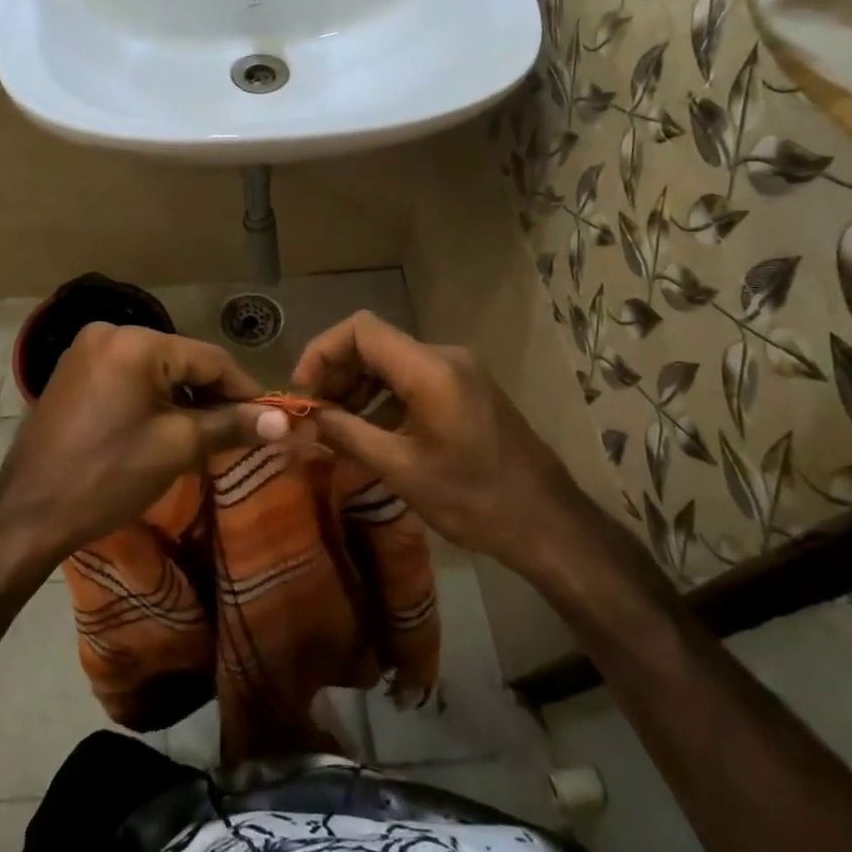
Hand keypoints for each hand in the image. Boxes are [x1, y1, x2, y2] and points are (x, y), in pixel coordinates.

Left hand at [0, 324, 285, 570]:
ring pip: (156, 369)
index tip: (271, 418)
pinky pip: (130, 377)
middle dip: (213, 395)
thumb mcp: (177, 447)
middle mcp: (109, 332)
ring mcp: (86, 351)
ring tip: (207, 434)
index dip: (245, 390)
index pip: (210, 358)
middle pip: (182, 360)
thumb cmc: (107, 476)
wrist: (28, 513)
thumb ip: (232, 425)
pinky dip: (154, 398)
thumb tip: (285, 420)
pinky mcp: (74, 372)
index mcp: (136, 342)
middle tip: (240, 431)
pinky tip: (167, 426)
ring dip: (184, 398)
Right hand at [291, 312, 591, 571]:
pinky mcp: (467, 388)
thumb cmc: (473, 498)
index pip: (361, 330)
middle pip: (375, 343)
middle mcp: (445, 357)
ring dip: (359, 387)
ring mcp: (460, 371)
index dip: (322, 352)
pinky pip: (414, 378)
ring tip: (337, 427)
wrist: (547, 521)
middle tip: (315, 414)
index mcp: (430, 369)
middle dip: (337, 372)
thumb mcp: (401, 470)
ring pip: (392, 361)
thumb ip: (348, 434)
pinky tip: (370, 431)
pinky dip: (384, 397)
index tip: (303, 390)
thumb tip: (307, 416)